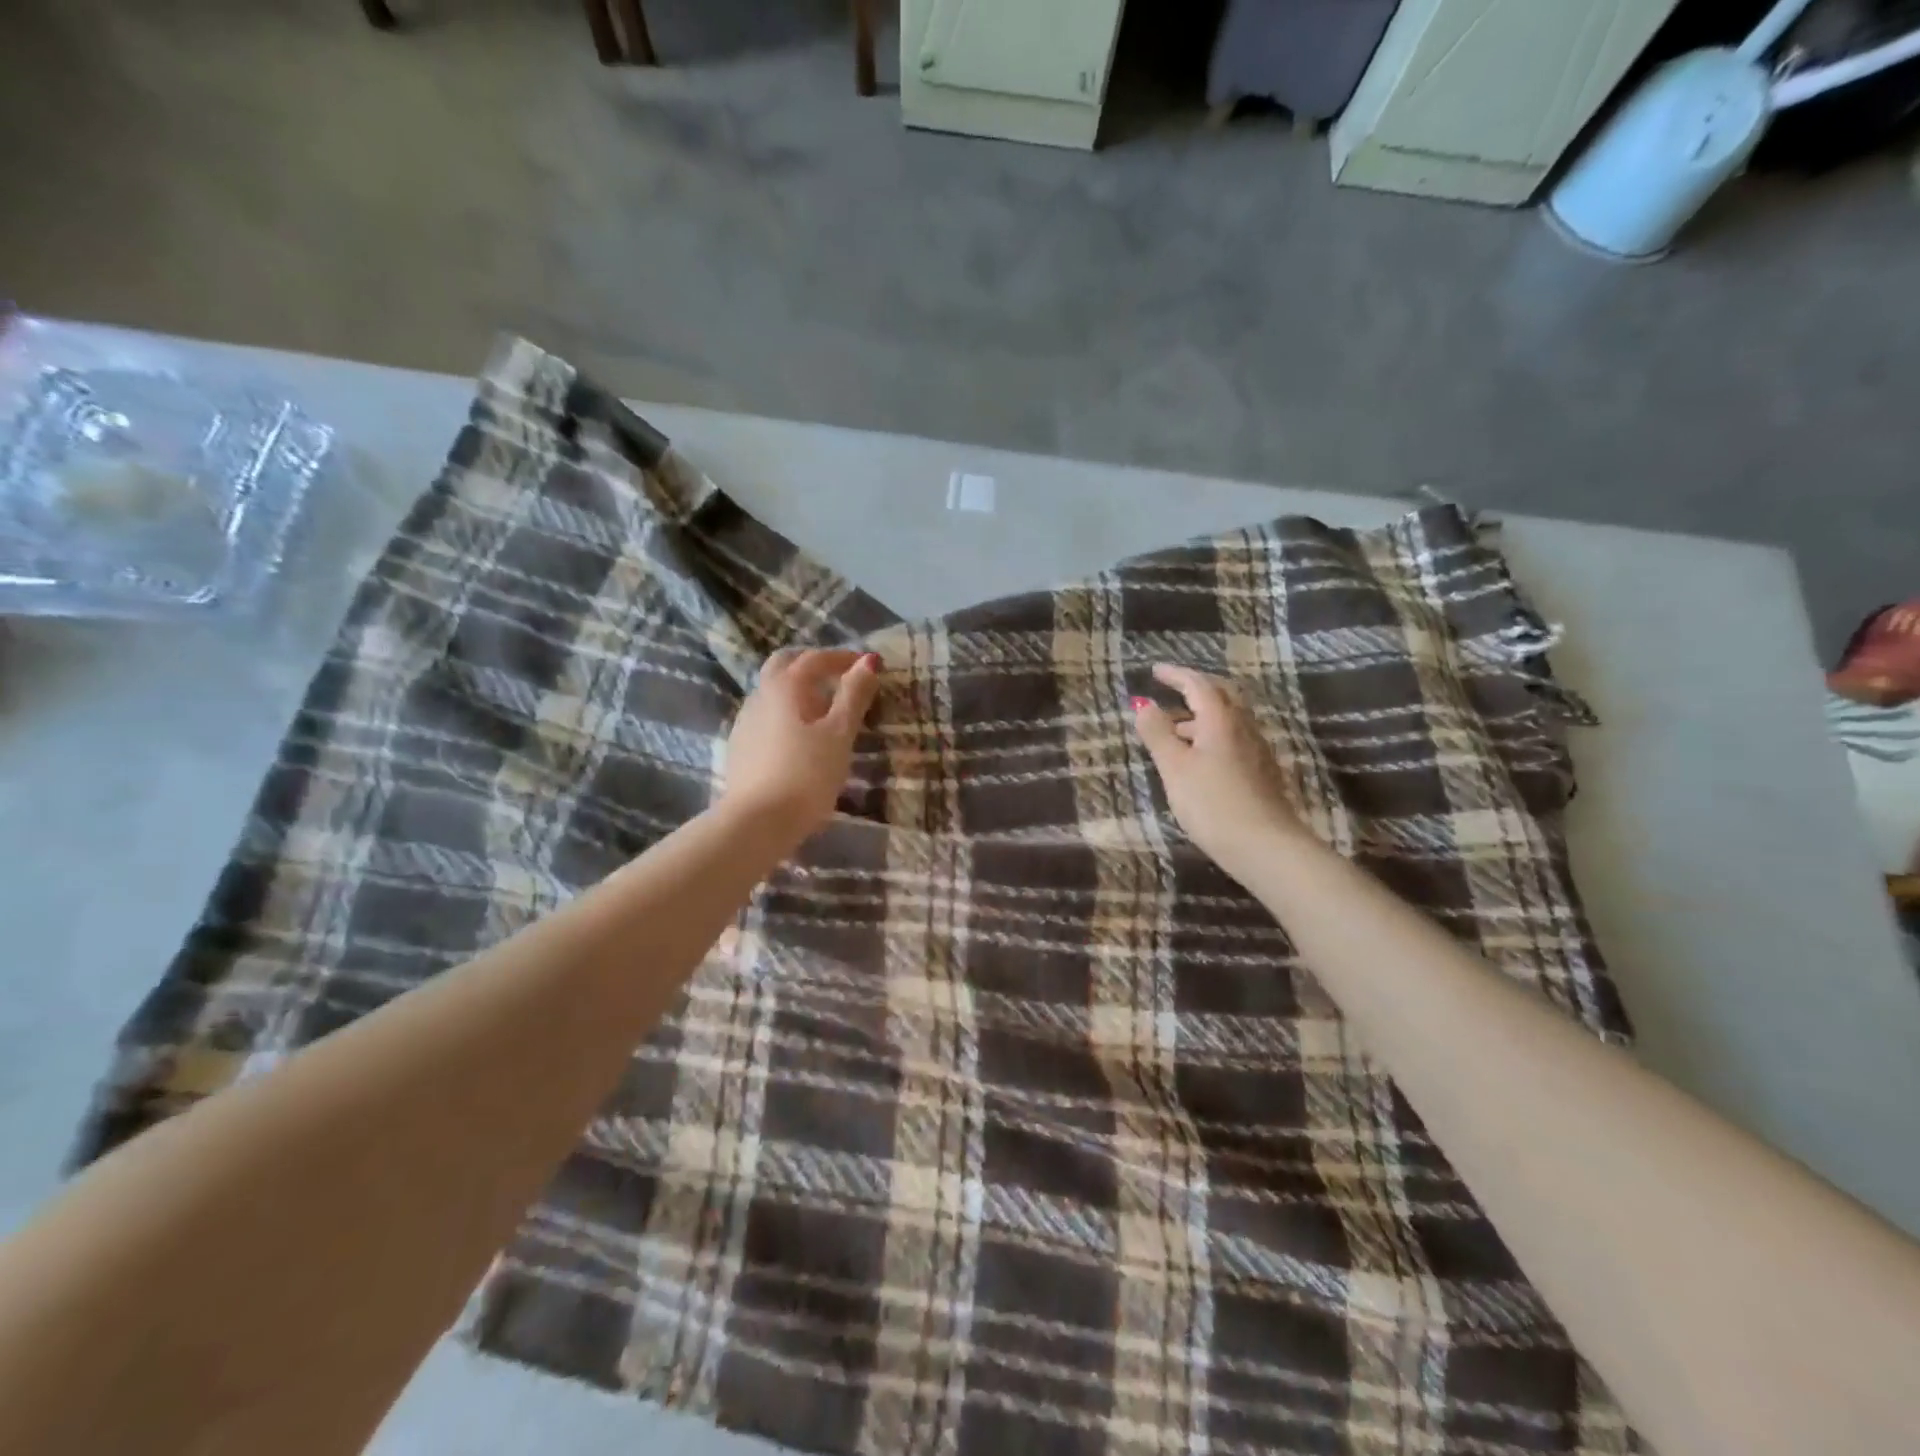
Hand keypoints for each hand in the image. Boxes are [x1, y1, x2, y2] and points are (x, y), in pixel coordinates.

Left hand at [720, 648, 881, 843]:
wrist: (757, 823)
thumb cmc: (806, 774)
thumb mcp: (839, 734)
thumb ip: (854, 695)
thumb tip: (869, 661)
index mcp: (784, 686)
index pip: (814, 658)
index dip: (842, 658)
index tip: (866, 666)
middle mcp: (759, 695)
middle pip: (784, 665)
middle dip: (812, 665)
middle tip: (839, 679)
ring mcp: (744, 722)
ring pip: (772, 692)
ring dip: (798, 691)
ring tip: (824, 712)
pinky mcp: (739, 748)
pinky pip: (766, 717)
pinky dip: (786, 714)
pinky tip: (800, 739)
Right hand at [1131, 663, 1306, 877]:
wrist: (1265, 846)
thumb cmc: (1212, 804)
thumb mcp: (1175, 768)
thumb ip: (1158, 734)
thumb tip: (1145, 705)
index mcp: (1221, 720)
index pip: (1198, 685)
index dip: (1176, 675)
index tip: (1154, 671)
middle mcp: (1243, 727)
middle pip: (1221, 696)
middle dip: (1195, 689)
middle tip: (1171, 690)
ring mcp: (1256, 750)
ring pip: (1228, 719)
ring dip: (1201, 716)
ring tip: (1175, 729)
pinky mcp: (1261, 773)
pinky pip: (1234, 739)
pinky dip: (1212, 736)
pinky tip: (1200, 758)